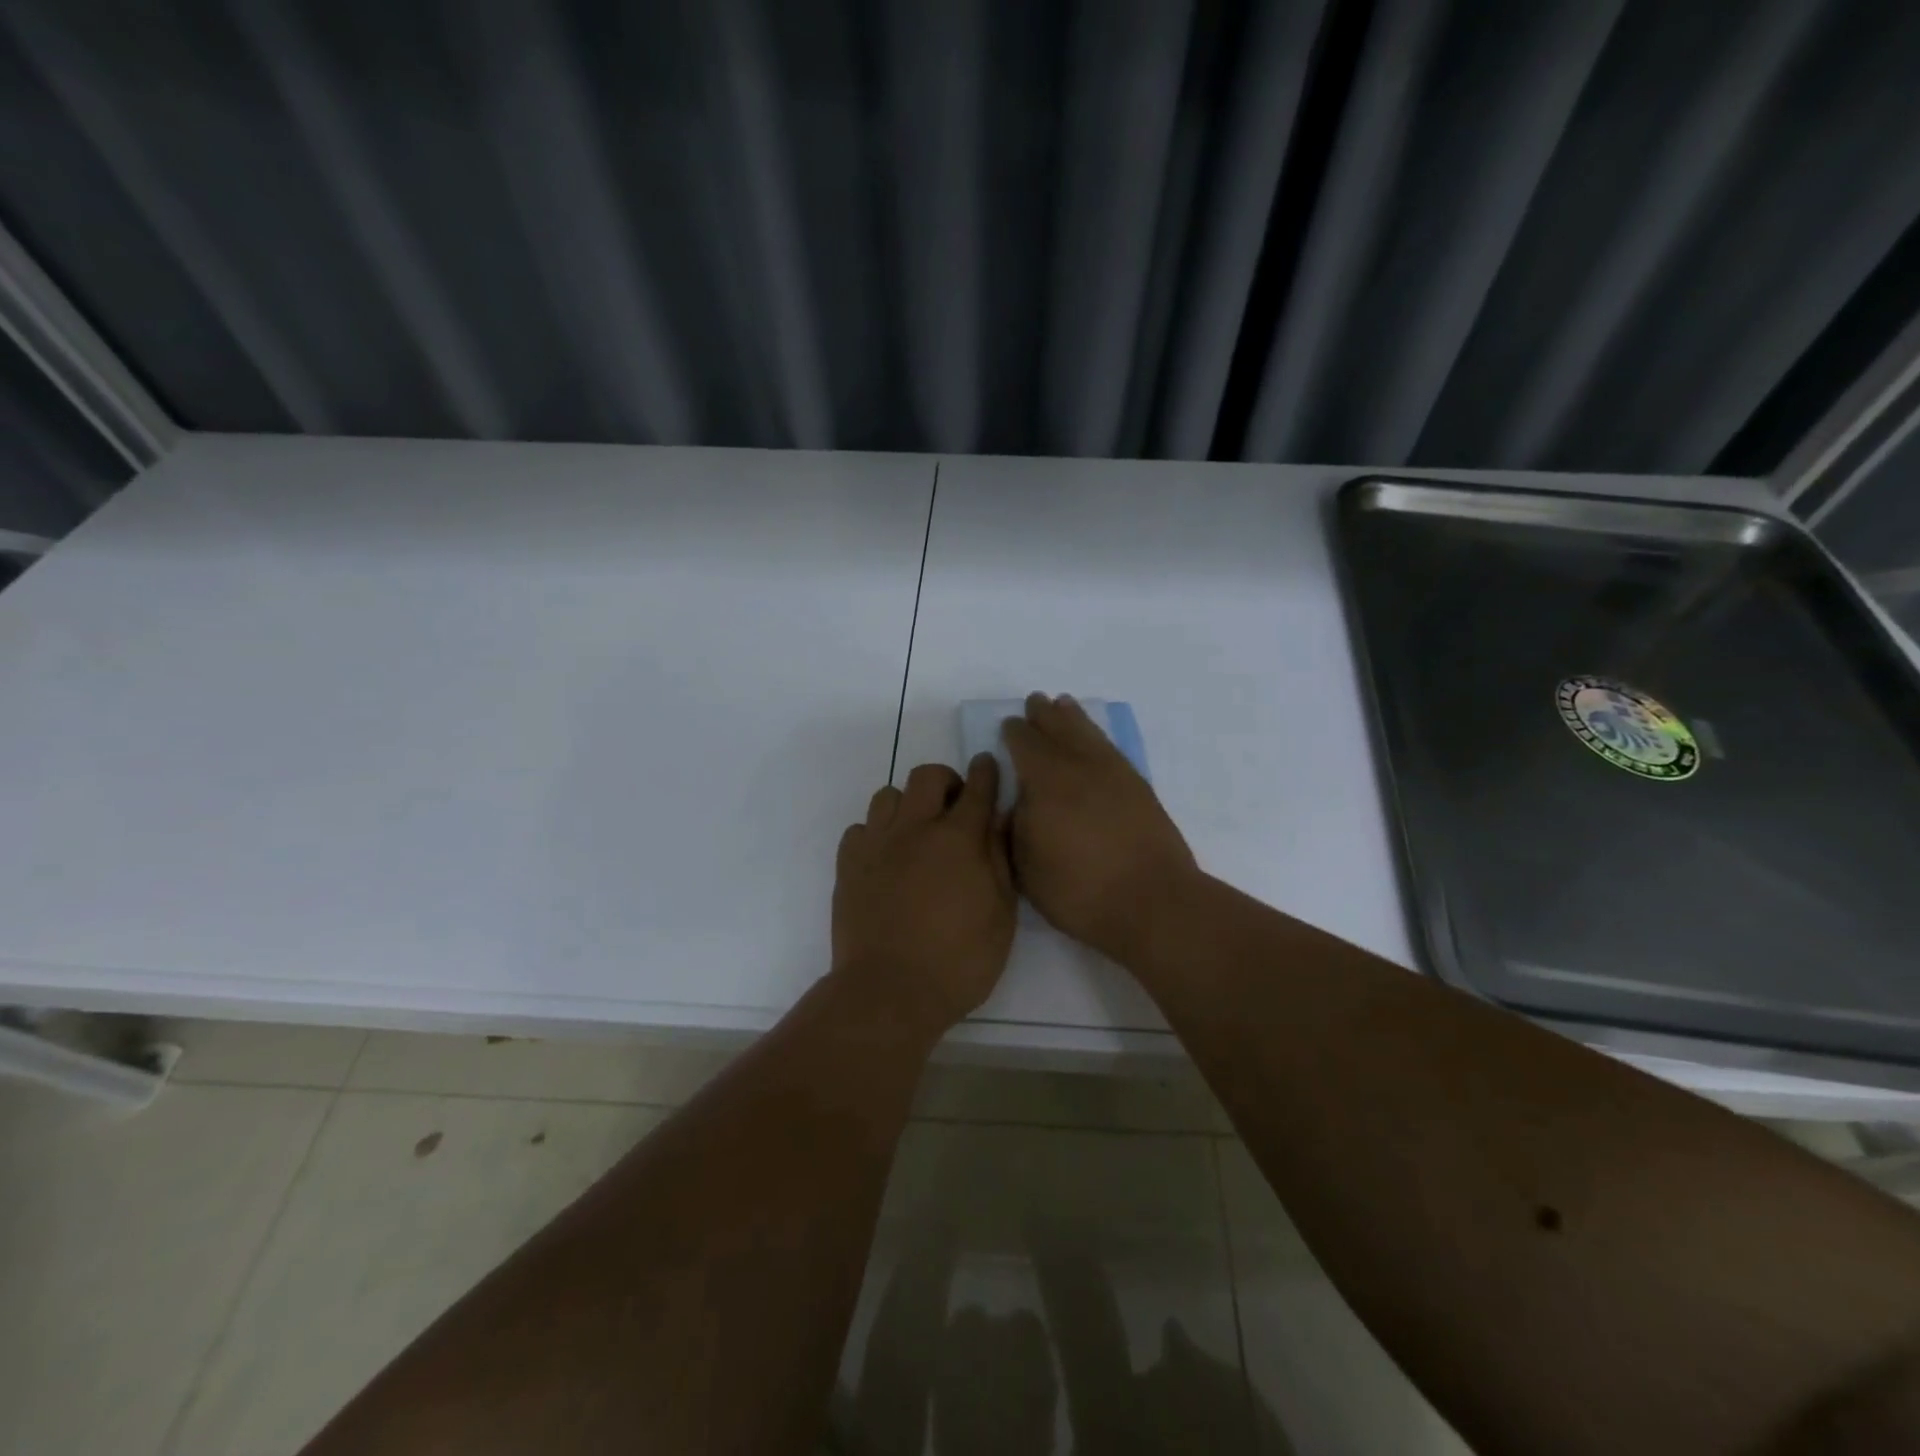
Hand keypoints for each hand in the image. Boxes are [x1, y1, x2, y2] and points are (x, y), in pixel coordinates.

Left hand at [831, 754, 1016, 1036]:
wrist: (888, 992)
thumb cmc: (959, 961)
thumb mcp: (1000, 915)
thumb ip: (1000, 859)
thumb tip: (999, 818)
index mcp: (958, 839)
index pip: (977, 788)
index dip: (986, 772)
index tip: (987, 764)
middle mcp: (915, 829)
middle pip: (927, 776)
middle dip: (946, 781)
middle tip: (954, 807)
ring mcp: (876, 844)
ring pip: (889, 795)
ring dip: (908, 804)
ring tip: (917, 832)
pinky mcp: (848, 865)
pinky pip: (860, 828)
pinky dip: (876, 833)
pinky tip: (886, 858)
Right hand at [1003, 693, 1197, 961]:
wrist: (1151, 902)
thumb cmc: (1078, 889)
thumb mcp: (1025, 866)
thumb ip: (1013, 827)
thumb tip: (1014, 802)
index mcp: (1045, 779)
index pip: (1024, 743)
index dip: (1014, 732)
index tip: (1009, 726)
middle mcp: (1080, 765)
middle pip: (1059, 728)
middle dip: (1044, 715)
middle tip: (1035, 702)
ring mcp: (1114, 773)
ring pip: (1089, 733)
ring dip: (1073, 718)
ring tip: (1064, 705)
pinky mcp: (1139, 787)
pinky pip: (1111, 748)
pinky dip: (1098, 737)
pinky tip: (1095, 741)